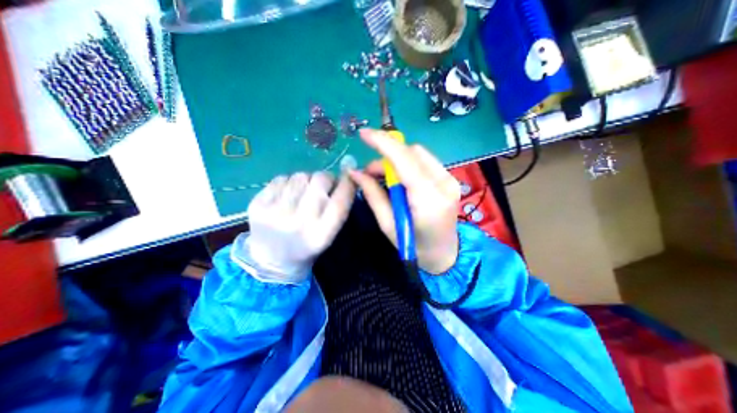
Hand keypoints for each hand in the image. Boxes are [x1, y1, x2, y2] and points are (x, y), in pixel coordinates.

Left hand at [244, 171, 355, 283]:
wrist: (270, 260)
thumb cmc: (307, 246)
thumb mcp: (329, 234)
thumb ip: (338, 207)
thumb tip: (345, 175)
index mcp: (320, 235)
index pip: (340, 201)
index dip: (348, 184)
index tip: (350, 174)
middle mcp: (298, 223)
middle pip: (320, 181)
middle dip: (326, 178)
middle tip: (323, 186)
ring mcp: (275, 212)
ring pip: (301, 175)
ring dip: (307, 180)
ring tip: (302, 194)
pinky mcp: (257, 204)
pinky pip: (281, 178)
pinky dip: (289, 183)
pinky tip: (286, 196)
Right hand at [349, 129, 459, 273]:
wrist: (444, 254)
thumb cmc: (413, 247)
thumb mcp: (387, 224)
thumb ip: (372, 195)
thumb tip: (355, 173)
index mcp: (428, 199)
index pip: (405, 161)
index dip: (383, 143)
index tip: (364, 134)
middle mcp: (443, 183)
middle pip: (412, 153)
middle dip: (387, 156)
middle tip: (370, 173)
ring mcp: (450, 179)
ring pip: (418, 154)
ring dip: (397, 159)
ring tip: (383, 177)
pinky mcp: (450, 179)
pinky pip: (424, 161)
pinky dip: (408, 164)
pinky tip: (400, 179)